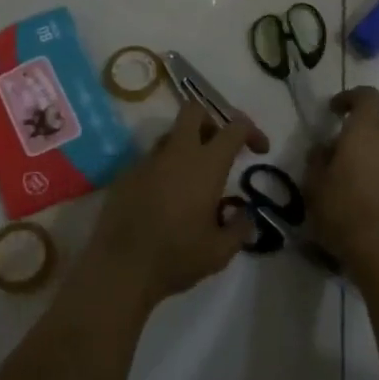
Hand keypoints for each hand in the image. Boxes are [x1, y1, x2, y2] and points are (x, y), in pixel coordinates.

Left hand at [86, 100, 269, 308]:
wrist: (119, 269)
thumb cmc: (176, 257)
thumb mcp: (220, 251)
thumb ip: (240, 228)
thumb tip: (246, 214)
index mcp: (206, 165)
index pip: (234, 127)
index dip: (252, 131)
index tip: (259, 150)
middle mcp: (177, 153)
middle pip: (195, 110)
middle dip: (212, 121)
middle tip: (220, 148)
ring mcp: (147, 161)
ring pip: (171, 135)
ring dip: (187, 146)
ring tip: (193, 180)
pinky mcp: (126, 174)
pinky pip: (151, 160)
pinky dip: (164, 169)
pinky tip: (165, 199)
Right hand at [304, 87, 378, 278]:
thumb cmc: (342, 207)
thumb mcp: (314, 181)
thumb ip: (318, 156)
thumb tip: (326, 148)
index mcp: (367, 130)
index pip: (367, 96)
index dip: (350, 97)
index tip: (333, 110)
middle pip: (375, 123)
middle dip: (356, 131)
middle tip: (335, 151)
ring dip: (368, 151)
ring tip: (346, 174)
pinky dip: (377, 169)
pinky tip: (360, 191)